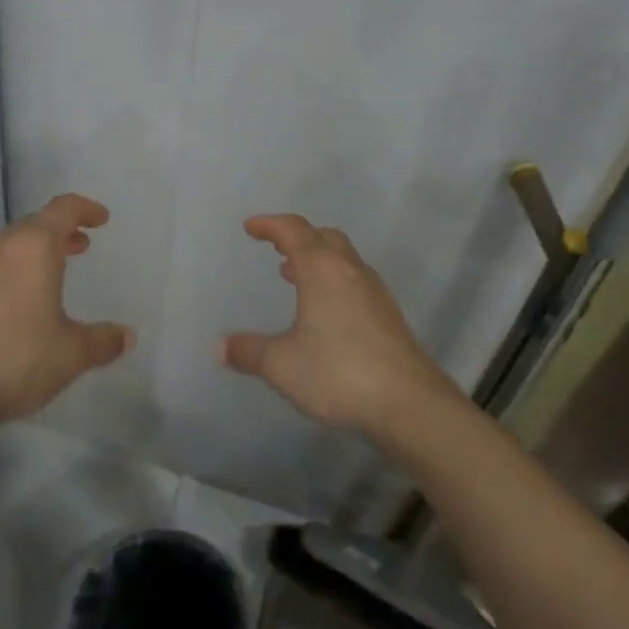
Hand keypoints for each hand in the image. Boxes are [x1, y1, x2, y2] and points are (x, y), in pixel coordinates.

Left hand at [0, 193, 131, 425]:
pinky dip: (9, 271)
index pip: (64, 208)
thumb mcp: (70, 354)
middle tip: (80, 246)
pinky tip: (13, 304)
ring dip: (33, 251)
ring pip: (8, 244)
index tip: (101, 219)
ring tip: (49, 275)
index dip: (86, 209)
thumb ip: (102, 341)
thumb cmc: (14, 361)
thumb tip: (126, 336)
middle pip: (35, 224)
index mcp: (33, 247)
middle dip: (60, 231)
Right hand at [219, 214, 461, 442]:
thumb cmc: (339, 372)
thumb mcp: (282, 364)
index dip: (270, 225)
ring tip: (295, 276)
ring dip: (318, 260)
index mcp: (322, 270)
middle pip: (324, 237)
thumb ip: (249, 351)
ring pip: (344, 259)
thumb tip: (219, 347)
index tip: (251, 227)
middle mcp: (350, 271)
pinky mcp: (389, 316)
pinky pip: (355, 282)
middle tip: (277, 249)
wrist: (410, 403)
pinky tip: (326, 312)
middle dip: (299, 238)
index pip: (294, 231)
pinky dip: (334, 281)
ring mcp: (375, 293)